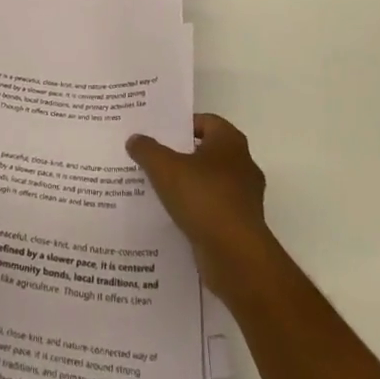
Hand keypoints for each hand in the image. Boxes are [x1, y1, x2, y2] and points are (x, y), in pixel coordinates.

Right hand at [127, 114, 274, 290]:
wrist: (236, 256)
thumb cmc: (203, 198)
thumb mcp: (164, 168)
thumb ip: (147, 150)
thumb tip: (134, 139)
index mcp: (230, 142)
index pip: (205, 121)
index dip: (181, 126)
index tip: (158, 134)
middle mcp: (242, 165)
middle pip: (206, 152)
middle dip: (181, 155)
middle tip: (153, 159)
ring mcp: (245, 197)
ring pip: (210, 182)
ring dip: (188, 185)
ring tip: (158, 189)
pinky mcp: (241, 225)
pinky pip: (213, 209)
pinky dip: (196, 210)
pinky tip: (173, 216)